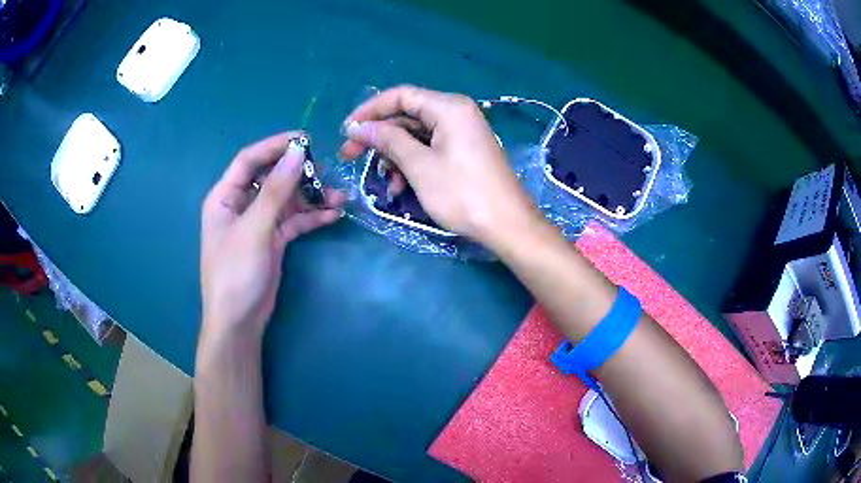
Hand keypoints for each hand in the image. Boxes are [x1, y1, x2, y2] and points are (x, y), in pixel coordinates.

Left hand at [201, 132, 344, 340]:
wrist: (239, 322)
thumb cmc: (235, 273)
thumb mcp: (254, 229)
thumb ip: (275, 190)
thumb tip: (297, 152)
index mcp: (225, 196)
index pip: (249, 160)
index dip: (275, 146)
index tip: (306, 139)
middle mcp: (241, 205)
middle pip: (271, 177)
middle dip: (298, 172)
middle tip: (326, 170)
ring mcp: (258, 223)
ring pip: (286, 199)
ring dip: (311, 196)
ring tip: (339, 196)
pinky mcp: (273, 240)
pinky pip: (293, 221)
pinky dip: (311, 217)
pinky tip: (333, 214)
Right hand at [339, 85, 540, 247]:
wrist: (507, 225)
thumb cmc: (462, 193)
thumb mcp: (419, 165)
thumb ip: (388, 140)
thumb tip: (358, 127)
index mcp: (448, 107)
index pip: (400, 96)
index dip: (370, 110)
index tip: (346, 130)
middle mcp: (456, 112)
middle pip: (407, 115)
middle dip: (378, 137)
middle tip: (349, 156)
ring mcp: (461, 132)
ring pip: (416, 135)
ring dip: (394, 155)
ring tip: (383, 181)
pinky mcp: (463, 151)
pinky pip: (430, 148)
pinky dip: (412, 163)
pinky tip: (400, 187)